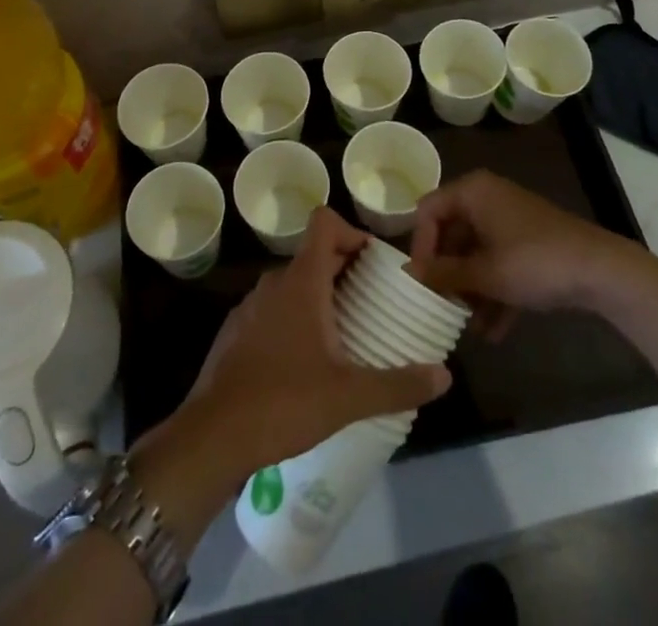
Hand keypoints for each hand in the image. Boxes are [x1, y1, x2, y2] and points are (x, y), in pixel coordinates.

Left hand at [167, 207, 451, 478]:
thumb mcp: (349, 396)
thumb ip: (398, 384)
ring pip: (292, 283)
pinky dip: (294, 318)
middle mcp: (274, 282)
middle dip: (345, 270)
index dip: (352, 231)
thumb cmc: (283, 402)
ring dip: (319, 296)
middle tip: (372, 302)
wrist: (212, 435)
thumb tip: (444, 376)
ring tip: (344, 333)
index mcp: (302, 281)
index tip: (375, 262)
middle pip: (314, 254)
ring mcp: (251, 305)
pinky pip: (273, 308)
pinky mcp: (236, 331)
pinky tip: (305, 361)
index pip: (325, 223)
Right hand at [409, 170, 638, 333]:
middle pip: (452, 235)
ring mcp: (510, 222)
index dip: (420, 246)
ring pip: (477, 254)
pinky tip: (493, 332)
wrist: (600, 271)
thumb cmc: (533, 262)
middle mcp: (488, 199)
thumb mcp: (484, 272)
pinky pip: (500, 264)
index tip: (420, 283)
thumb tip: (410, 275)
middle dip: (448, 274)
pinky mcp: (529, 244)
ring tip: (467, 327)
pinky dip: (494, 293)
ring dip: (471, 291)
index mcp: (473, 192)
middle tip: (440, 307)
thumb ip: (444, 274)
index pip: (428, 211)